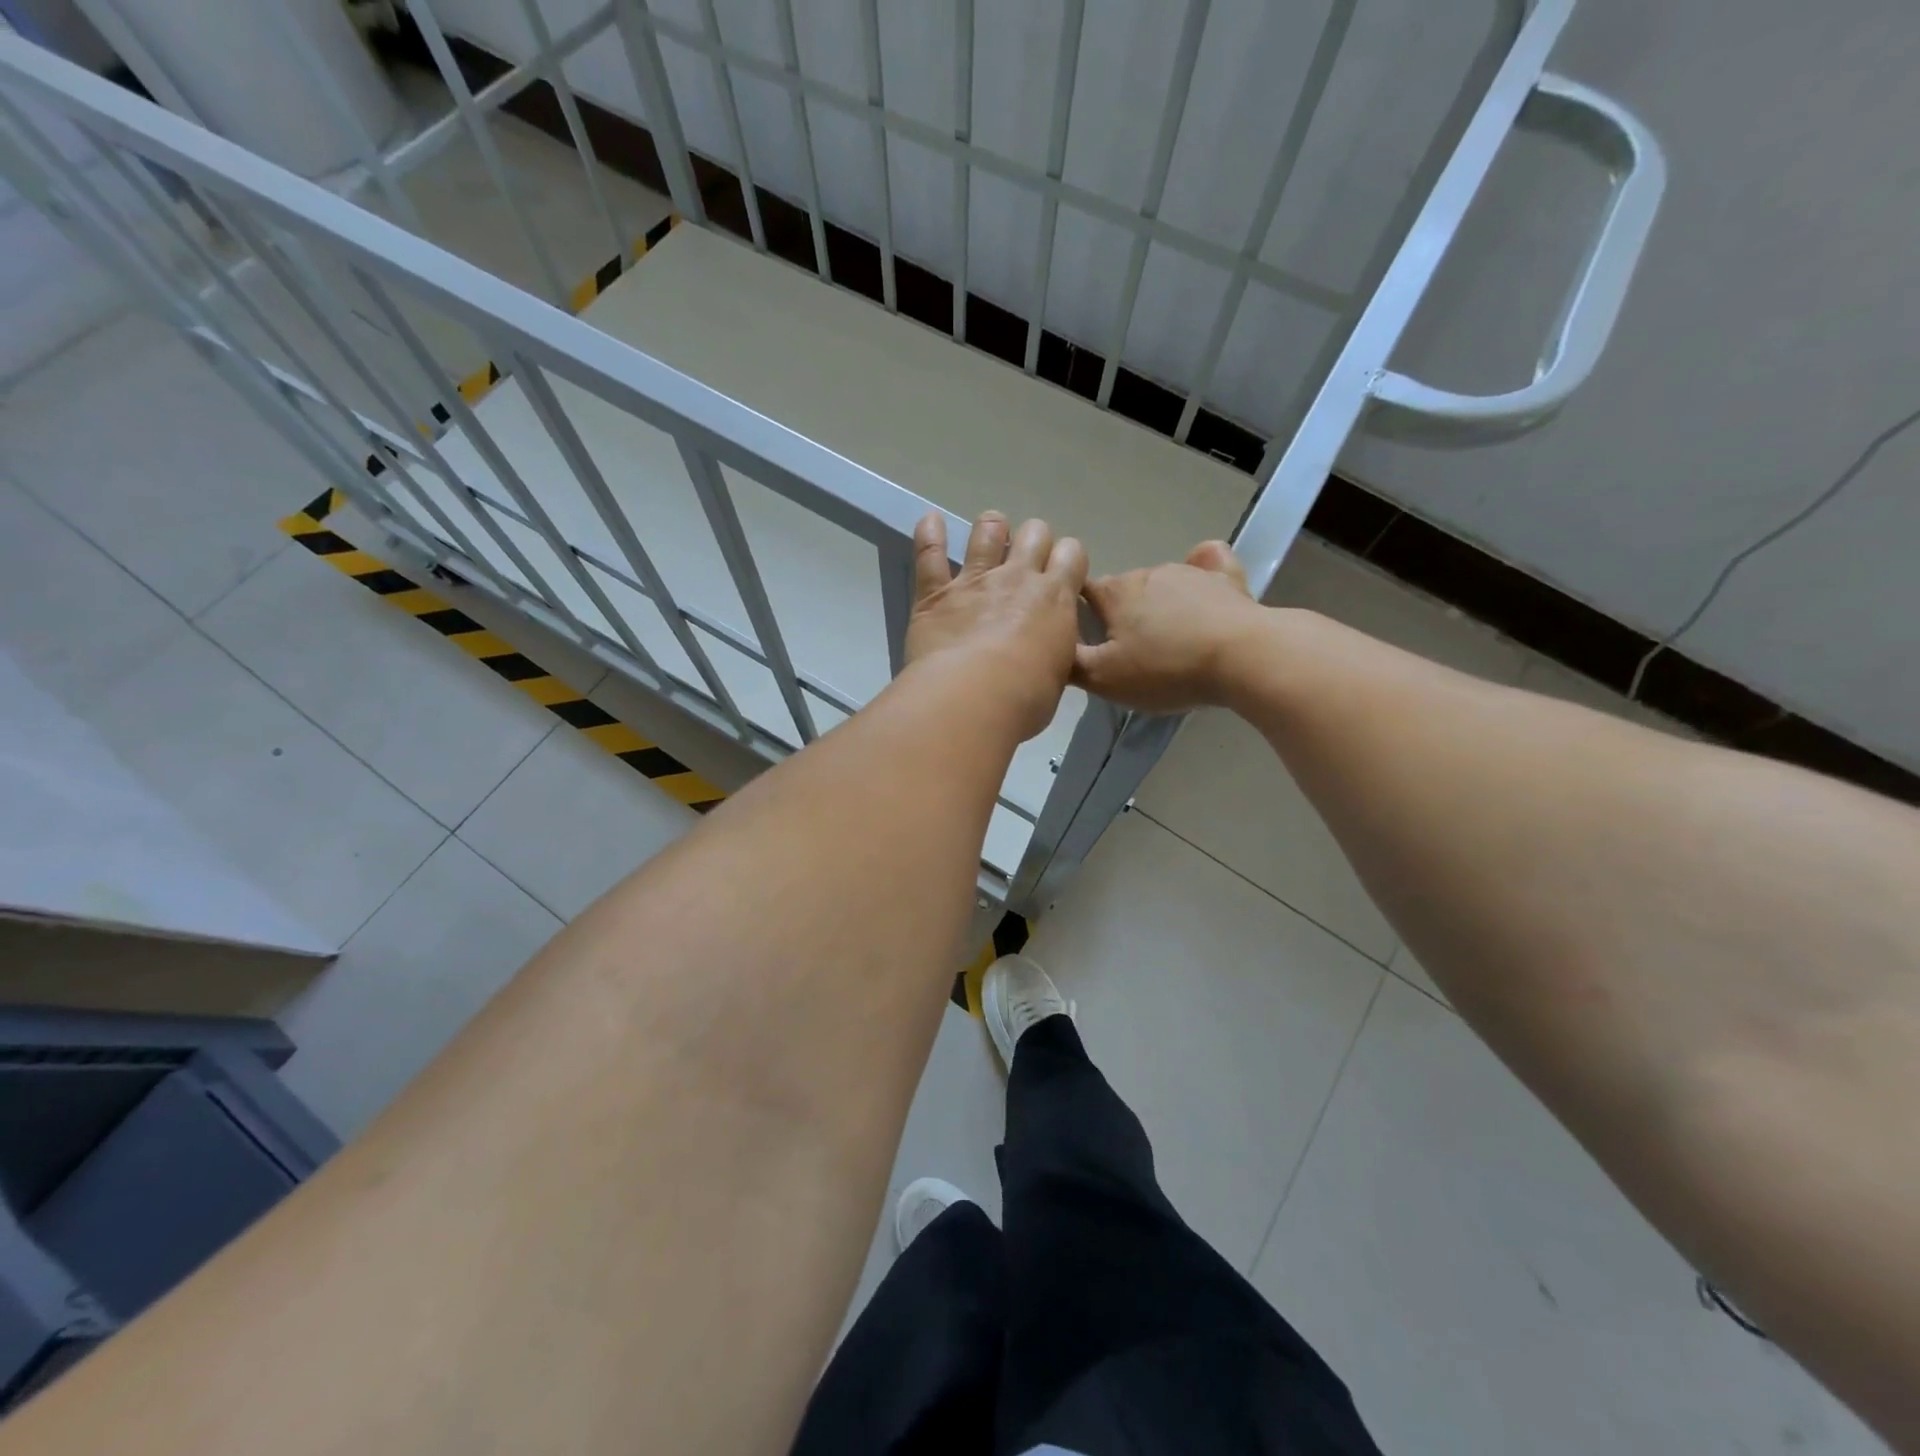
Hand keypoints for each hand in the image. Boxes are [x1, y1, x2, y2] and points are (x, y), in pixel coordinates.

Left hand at [905, 510, 1087, 740]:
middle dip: (1035, 540)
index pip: (1072, 555)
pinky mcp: (936, 593)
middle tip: (1027, 559)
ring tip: (991, 533)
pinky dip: (929, 535)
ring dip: (992, 528)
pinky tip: (930, 521)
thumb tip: (1046, 650)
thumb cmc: (1025, 699)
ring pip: (988, 531)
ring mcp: (975, 580)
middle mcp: (1018, 578)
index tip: (1061, 572)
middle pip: (1035, 533)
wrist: (973, 698)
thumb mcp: (1057, 676)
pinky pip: (929, 554)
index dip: (1068, 558)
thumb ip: (1053, 650)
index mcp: (1055, 599)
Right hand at [1073, 540, 1266, 711]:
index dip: (1075, 612)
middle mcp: (1147, 573)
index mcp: (1114, 593)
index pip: (1080, 591)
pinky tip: (1203, 583)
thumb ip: (1070, 662)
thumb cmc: (1165, 668)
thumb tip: (1050, 646)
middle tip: (1126, 653)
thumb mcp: (1103, 678)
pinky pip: (1207, 563)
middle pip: (1121, 591)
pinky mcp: (1226, 579)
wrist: (1242, 657)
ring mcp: (1189, 572)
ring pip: (1160, 584)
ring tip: (1167, 640)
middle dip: (1118, 615)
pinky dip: (1201, 569)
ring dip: (1156, 605)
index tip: (1079, 636)